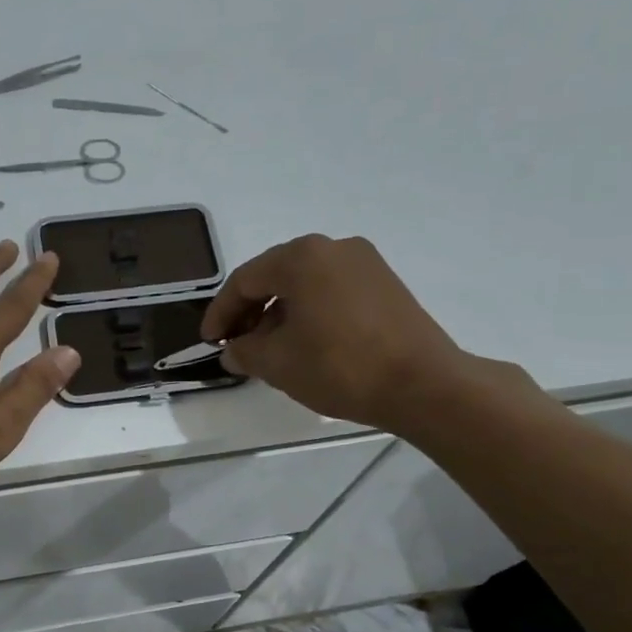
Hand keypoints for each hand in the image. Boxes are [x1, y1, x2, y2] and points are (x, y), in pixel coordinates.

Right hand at [201, 234, 503, 432]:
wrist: (422, 384)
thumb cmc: (340, 366)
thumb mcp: (278, 363)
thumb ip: (245, 351)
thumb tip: (233, 350)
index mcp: (301, 257)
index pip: (244, 280)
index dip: (220, 312)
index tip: (209, 341)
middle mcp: (333, 247)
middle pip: (275, 276)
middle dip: (250, 311)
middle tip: (236, 344)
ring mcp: (365, 263)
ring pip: (305, 284)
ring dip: (279, 313)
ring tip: (269, 349)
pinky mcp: (385, 284)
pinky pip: (332, 291)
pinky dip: (309, 312)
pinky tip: (305, 343)